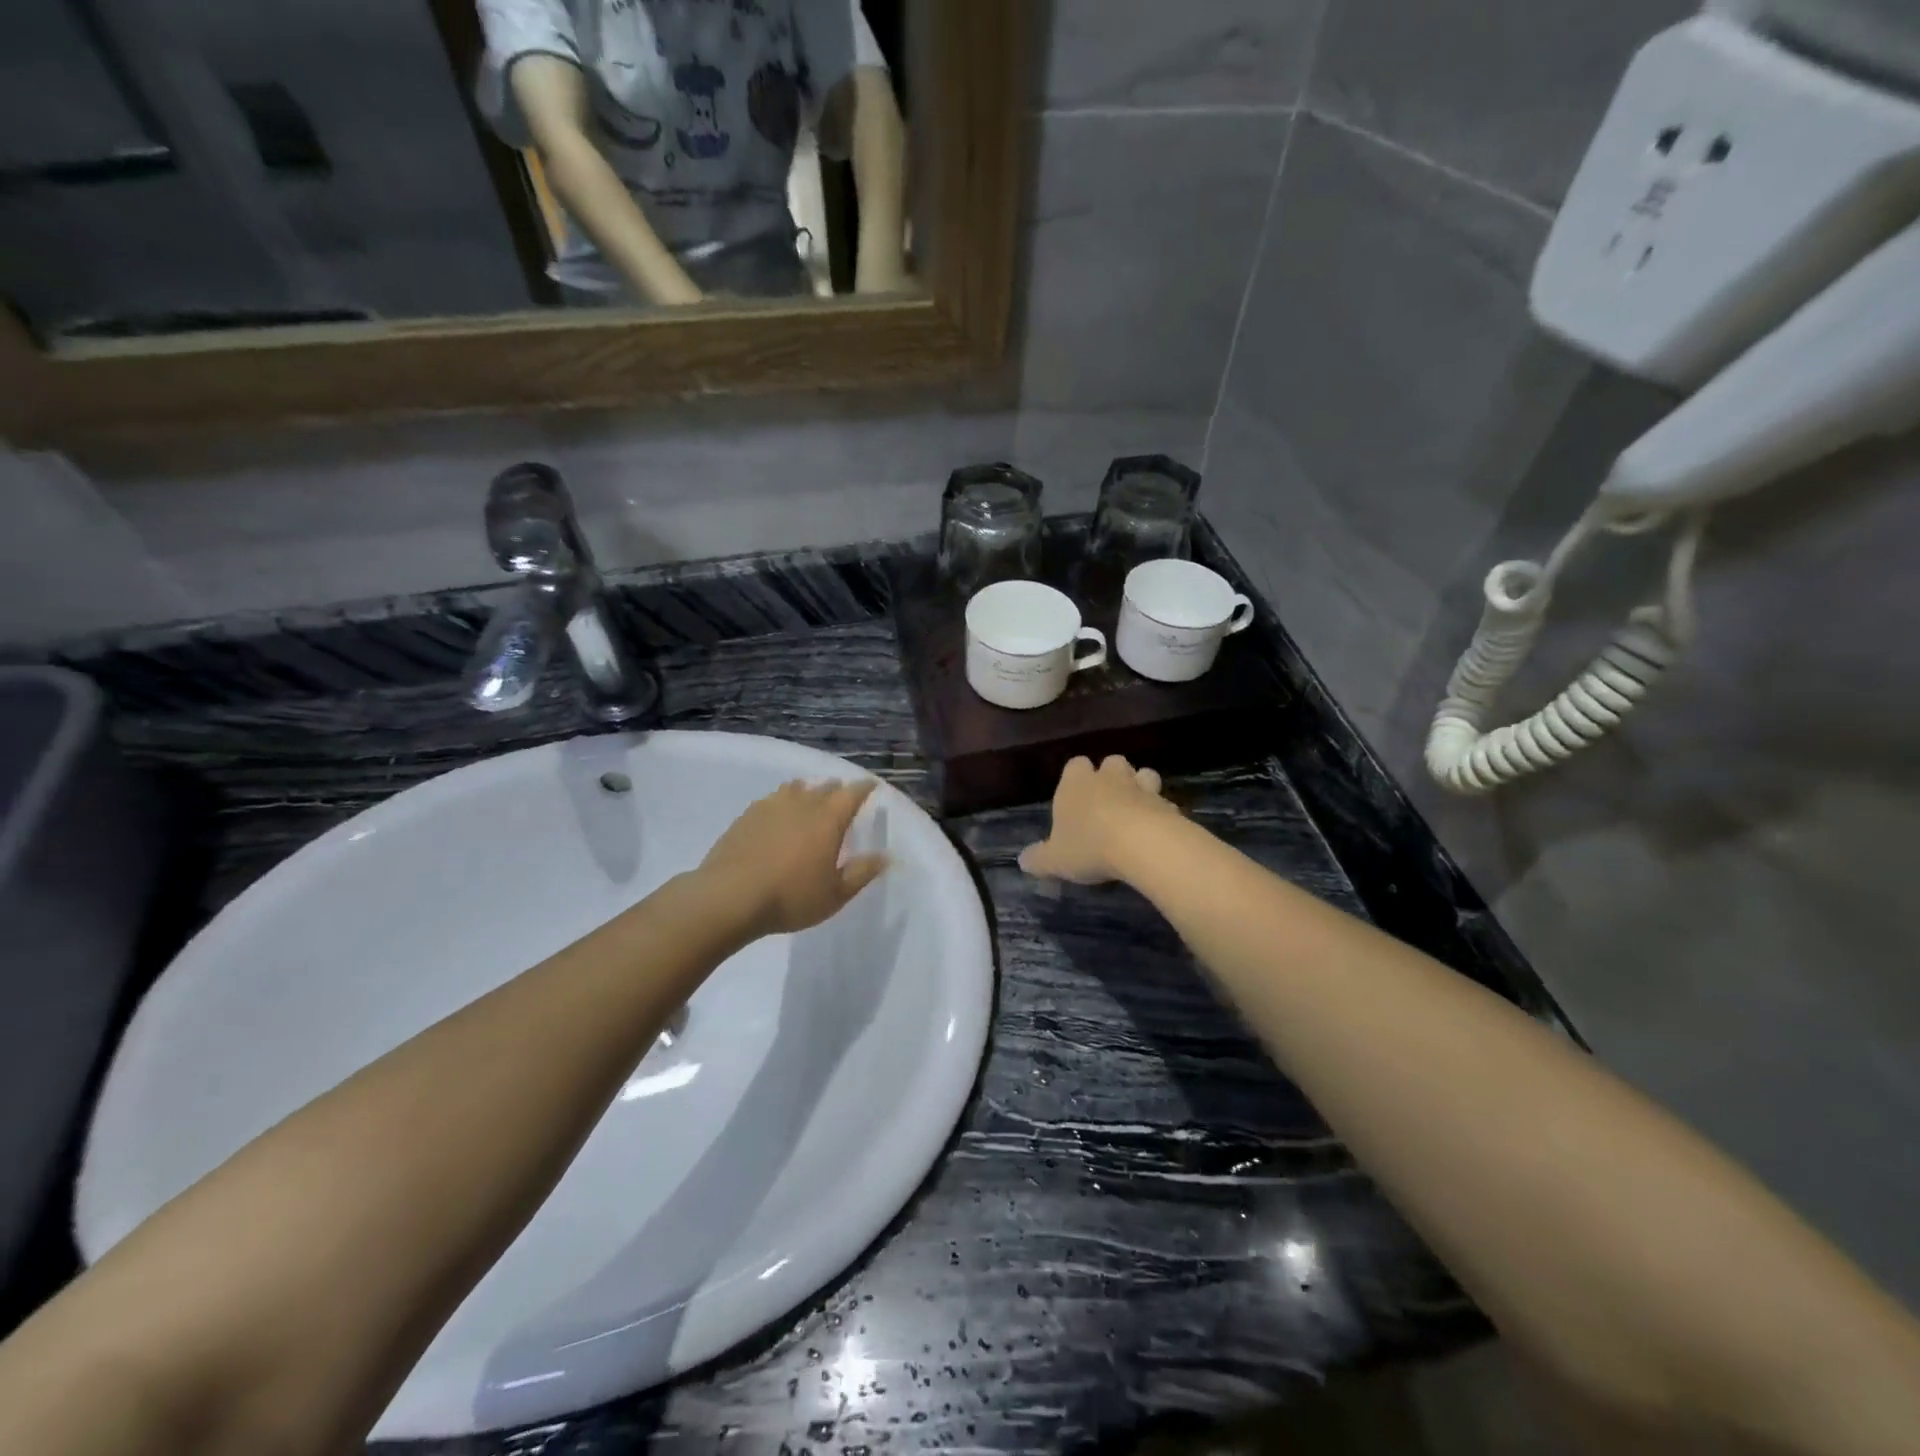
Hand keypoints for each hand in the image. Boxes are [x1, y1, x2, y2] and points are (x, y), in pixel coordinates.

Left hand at [699, 779, 888, 936]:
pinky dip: (782, 802)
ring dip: (807, 791)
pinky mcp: (746, 816)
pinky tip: (777, 815)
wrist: (729, 897)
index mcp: (828, 819)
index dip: (864, 788)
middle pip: (824, 787)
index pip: (852, 793)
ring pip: (795, 789)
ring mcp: (771, 806)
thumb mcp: (835, 894)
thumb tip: (885, 856)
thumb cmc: (791, 897)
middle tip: (842, 797)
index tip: (871, 786)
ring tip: (810, 799)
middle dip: (837, 790)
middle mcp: (802, 804)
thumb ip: (862, 872)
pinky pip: (771, 800)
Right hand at [1018, 755, 1179, 885]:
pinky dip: (1159, 812)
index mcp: (1076, 783)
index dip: (1076, 778)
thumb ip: (1038, 859)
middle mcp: (1108, 777)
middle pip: (1112, 763)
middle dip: (1111, 777)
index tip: (1076, 798)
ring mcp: (1141, 787)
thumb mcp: (1055, 860)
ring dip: (1140, 787)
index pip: (1074, 765)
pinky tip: (1156, 832)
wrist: (1142, 844)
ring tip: (1135, 811)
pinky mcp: (1167, 803)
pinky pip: (1163, 801)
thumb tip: (1023, 861)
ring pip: (1143, 774)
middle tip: (1107, 803)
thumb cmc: (1089, 846)